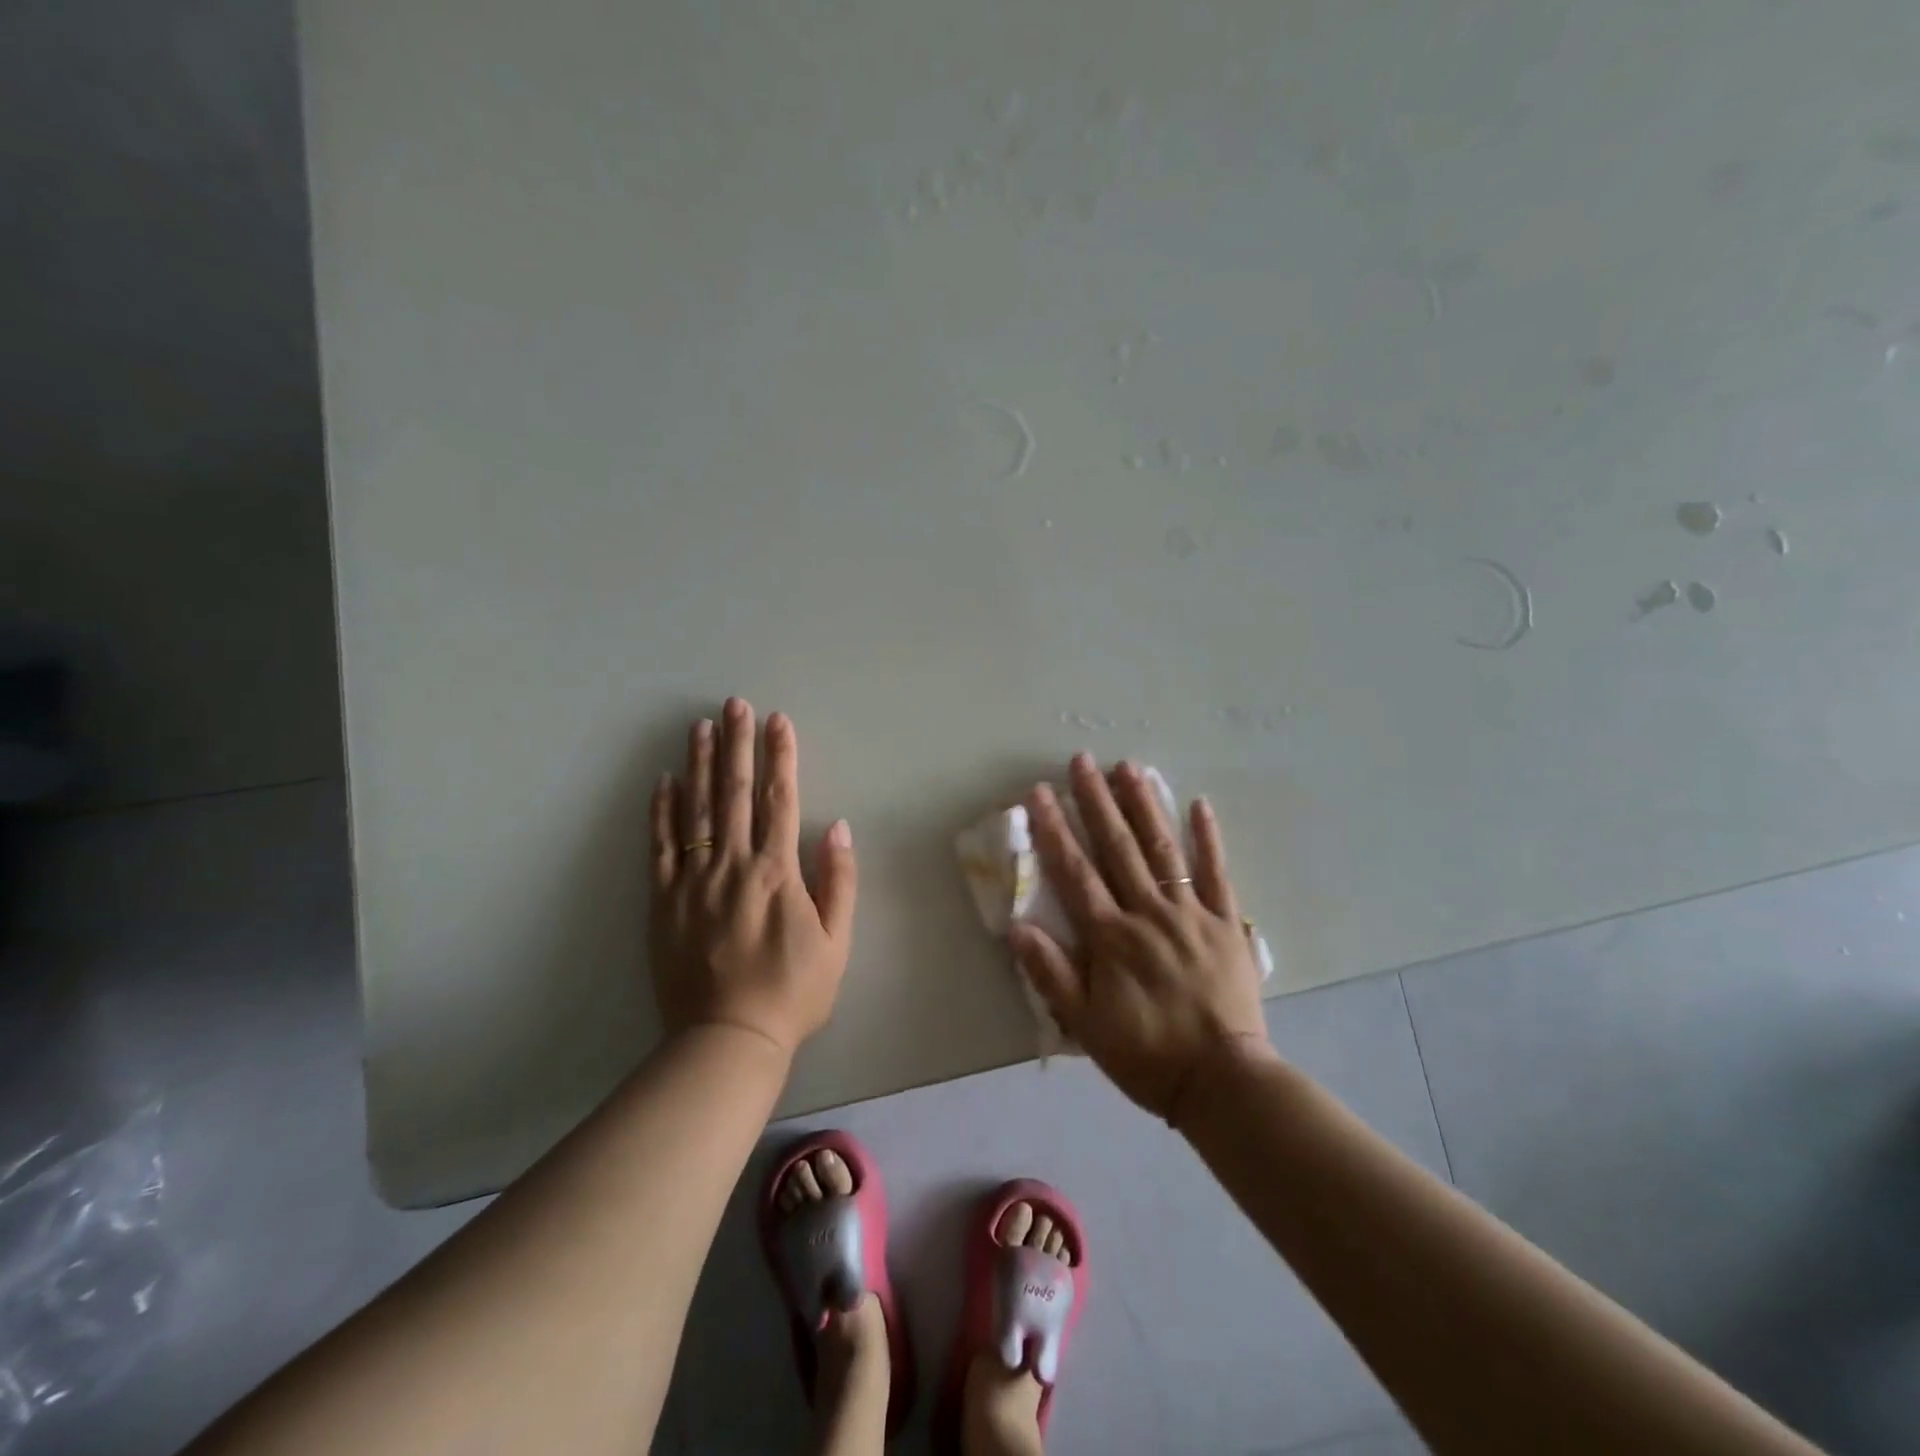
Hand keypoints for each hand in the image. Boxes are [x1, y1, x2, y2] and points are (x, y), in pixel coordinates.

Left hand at [649, 699, 857, 1056]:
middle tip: (735, 704)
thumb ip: (839, 882)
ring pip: (695, 810)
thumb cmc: (792, 992)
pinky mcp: (663, 901)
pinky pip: (660, 847)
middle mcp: (733, 865)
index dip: (780, 757)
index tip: (779, 721)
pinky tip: (664, 780)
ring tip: (701, 726)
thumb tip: (838, 828)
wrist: (727, 1039)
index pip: (779, 799)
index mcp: (776, 872)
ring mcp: (693, 881)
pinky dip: (661, 811)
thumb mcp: (836, 943)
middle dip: (738, 744)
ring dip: (700, 764)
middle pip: (734, 793)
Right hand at [1010, 754, 1269, 1121]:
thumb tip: (1017, 927)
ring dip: (1144, 805)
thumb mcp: (1085, 1025)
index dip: (1055, 829)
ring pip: (1163, 849)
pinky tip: (1199, 804)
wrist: (1223, 1082)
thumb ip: (1050, 974)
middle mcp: (1148, 913)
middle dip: (1096, 801)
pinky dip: (1209, 838)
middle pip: (1118, 847)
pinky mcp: (1227, 923)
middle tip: (1082, 760)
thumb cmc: (1146, 1054)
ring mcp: (1191, 913)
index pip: (1075, 871)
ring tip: (1130, 767)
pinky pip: (1218, 873)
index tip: (1041, 792)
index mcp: (1111, 937)